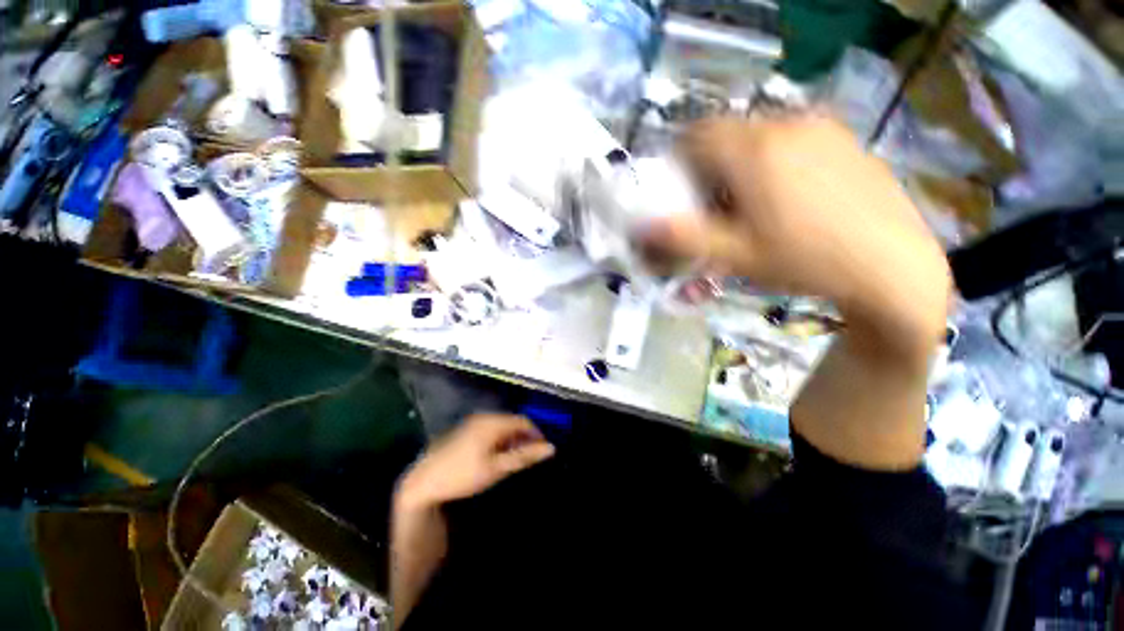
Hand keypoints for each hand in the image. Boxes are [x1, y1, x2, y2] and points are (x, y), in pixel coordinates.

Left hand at [396, 414, 555, 510]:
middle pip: (513, 422)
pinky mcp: (465, 430)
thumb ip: (524, 456)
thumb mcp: (497, 468)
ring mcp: (472, 422)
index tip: (543, 451)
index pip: (524, 421)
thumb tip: (551, 448)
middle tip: (530, 457)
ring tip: (516, 458)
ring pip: (502, 426)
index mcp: (493, 422)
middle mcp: (484, 417)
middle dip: (524, 437)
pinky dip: (500, 440)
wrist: (423, 482)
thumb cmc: (463, 475)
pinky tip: (497, 455)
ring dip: (512, 439)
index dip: (537, 434)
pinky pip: (490, 430)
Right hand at [641, 115, 950, 354]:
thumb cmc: (805, 261)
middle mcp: (786, 125)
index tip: (682, 192)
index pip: (696, 135)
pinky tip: (788, 197)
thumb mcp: (735, 255)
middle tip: (714, 205)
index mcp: (755, 151)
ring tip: (751, 205)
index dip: (679, 161)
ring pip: (757, 135)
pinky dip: (772, 160)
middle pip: (726, 134)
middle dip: (709, 166)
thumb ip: (684, 238)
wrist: (892, 265)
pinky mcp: (842, 138)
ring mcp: (820, 128)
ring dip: (740, 163)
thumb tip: (641, 227)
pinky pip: (789, 138)